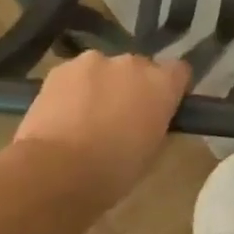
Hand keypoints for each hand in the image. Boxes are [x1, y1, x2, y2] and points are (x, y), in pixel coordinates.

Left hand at [13, 52, 191, 204]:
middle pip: (140, 67)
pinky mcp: (60, 68)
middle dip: (133, 86)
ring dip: (102, 85)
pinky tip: (62, 115)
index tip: (161, 107)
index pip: (179, 71)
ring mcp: (94, 61)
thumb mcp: (150, 153)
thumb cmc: (112, 172)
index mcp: (161, 84)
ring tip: (85, 117)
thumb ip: (155, 124)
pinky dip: (73, 90)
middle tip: (120, 116)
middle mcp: (132, 63)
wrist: (55, 171)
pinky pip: (75, 75)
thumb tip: (149, 118)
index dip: (171, 88)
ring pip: (104, 69)